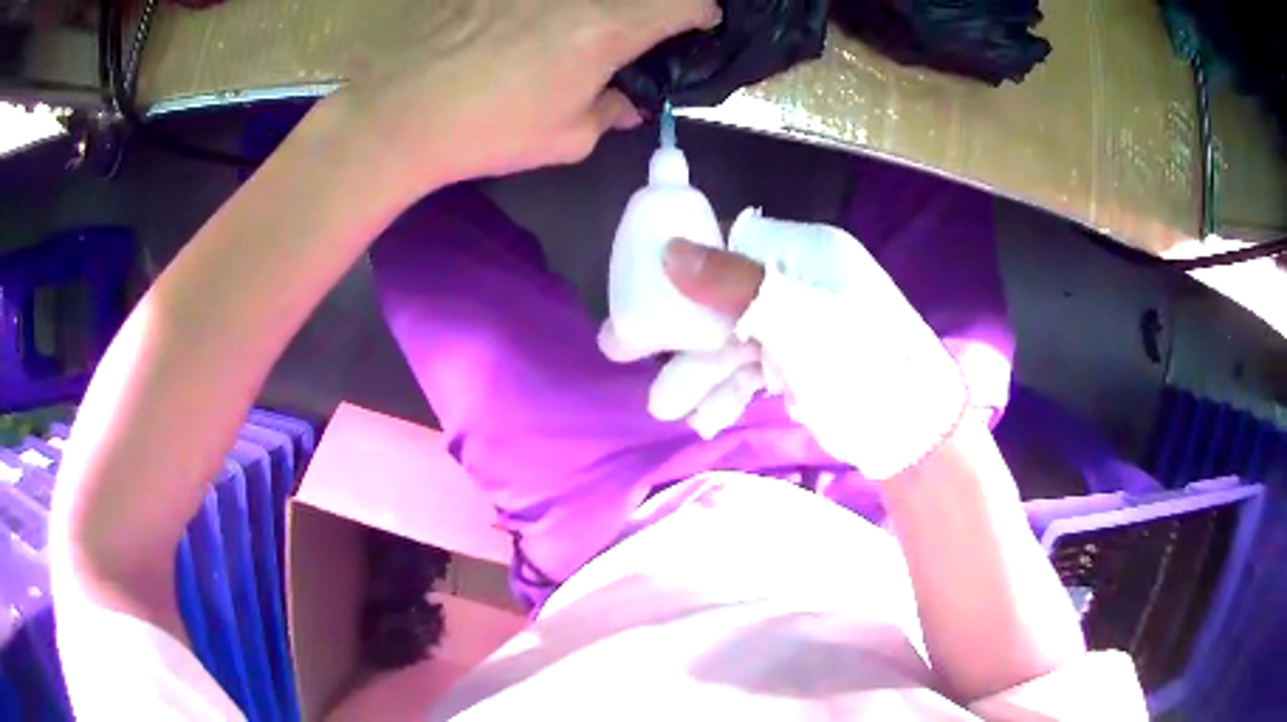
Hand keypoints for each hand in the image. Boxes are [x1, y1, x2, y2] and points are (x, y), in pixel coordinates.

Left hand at [337, 0, 720, 192]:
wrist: (402, 111)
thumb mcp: (567, 137)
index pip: (684, 2)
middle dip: (648, 11)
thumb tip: (628, 101)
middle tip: (632, 40)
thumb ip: (611, 111)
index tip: (696, 26)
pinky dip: (551, 10)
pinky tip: (529, 32)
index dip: (700, 13)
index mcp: (608, 27)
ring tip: (572, 41)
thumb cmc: (489, 129)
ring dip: (597, 11)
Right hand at [652, 212, 970, 479]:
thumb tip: (669, 248)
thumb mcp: (799, 322)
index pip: (731, 245)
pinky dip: (728, 390)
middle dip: (683, 336)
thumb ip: (733, 284)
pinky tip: (705, 417)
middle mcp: (800, 280)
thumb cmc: (862, 365)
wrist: (913, 434)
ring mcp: (801, 325)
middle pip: (725, 297)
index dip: (687, 270)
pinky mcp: (801, 363)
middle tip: (624, 354)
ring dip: (700, 373)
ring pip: (735, 339)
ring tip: (667, 409)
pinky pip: (753, 368)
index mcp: (805, 251)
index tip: (647, 300)